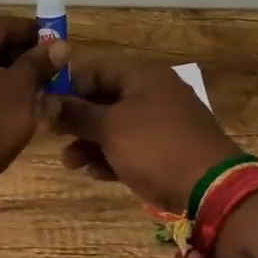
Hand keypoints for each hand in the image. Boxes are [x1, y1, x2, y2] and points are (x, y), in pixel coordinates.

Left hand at [0, 15, 64, 187]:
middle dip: (17, 55)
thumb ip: (39, 63)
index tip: (55, 44)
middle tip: (45, 70)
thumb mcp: (21, 90)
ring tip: (28, 91)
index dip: (32, 32)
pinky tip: (0, 108)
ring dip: (1, 73)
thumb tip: (59, 44)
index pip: (2, 24)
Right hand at [45, 45, 240, 212]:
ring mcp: (164, 122)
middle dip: (77, 119)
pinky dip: (113, 156)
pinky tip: (95, 173)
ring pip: (117, 126)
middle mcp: (153, 92)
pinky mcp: (169, 149)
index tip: (46, 107)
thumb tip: (45, 101)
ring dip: (91, 142)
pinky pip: (133, 146)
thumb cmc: (155, 147)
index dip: (68, 86)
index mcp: (142, 75)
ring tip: (71, 163)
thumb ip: (76, 114)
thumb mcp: (110, 128)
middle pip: (105, 98)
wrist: (212, 189)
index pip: (95, 68)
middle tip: (54, 136)